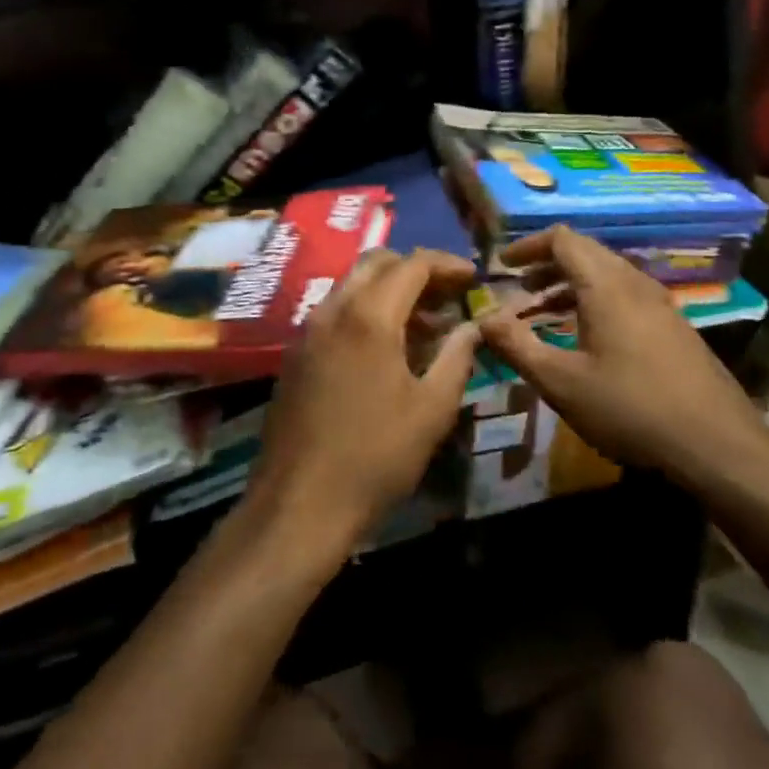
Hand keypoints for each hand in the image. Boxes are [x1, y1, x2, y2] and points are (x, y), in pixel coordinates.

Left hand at [247, 248, 480, 556]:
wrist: (299, 504)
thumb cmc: (376, 457)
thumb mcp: (432, 410)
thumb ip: (457, 358)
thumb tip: (473, 326)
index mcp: (368, 317)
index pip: (412, 264)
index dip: (447, 264)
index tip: (474, 279)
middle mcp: (332, 310)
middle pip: (376, 263)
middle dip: (415, 269)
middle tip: (448, 294)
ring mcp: (307, 332)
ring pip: (352, 286)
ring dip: (389, 290)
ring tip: (426, 322)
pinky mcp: (295, 355)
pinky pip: (335, 312)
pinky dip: (366, 311)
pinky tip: (387, 347)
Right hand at [475, 226, 768, 488]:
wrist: (716, 443)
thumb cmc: (630, 408)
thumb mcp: (561, 382)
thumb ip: (517, 346)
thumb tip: (483, 319)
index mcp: (606, 286)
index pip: (563, 239)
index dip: (528, 246)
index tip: (501, 267)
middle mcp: (635, 284)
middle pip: (586, 253)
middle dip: (546, 265)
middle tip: (518, 289)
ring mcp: (659, 305)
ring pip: (607, 275)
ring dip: (570, 285)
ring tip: (542, 313)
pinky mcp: (673, 328)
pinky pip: (624, 296)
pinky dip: (594, 302)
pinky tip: (584, 338)